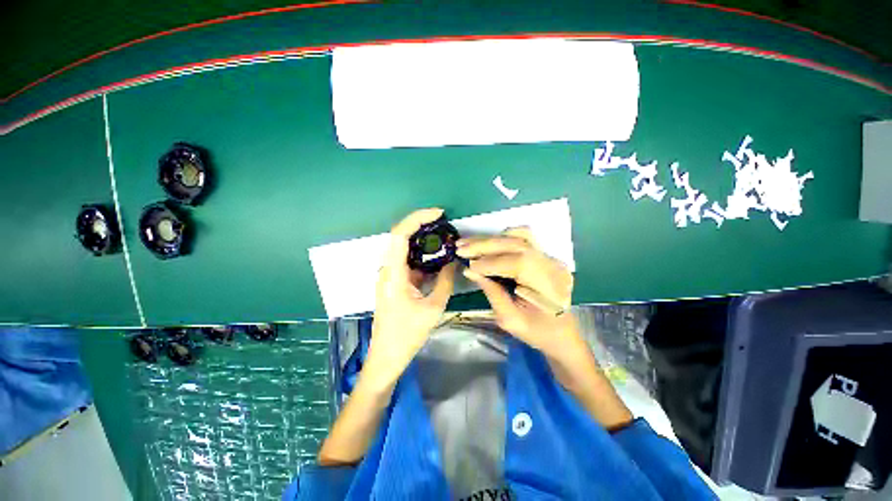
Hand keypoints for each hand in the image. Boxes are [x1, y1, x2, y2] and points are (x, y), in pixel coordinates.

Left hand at [365, 208, 456, 385]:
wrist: (387, 356)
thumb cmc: (407, 334)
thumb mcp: (433, 307)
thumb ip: (445, 281)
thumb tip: (453, 262)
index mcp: (393, 273)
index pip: (400, 234)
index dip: (417, 218)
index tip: (438, 213)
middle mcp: (388, 269)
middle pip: (401, 237)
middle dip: (422, 226)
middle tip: (444, 224)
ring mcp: (390, 275)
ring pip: (405, 249)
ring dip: (423, 241)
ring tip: (444, 238)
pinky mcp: (394, 282)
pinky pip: (408, 262)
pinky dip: (423, 256)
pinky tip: (438, 258)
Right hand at [459, 229, 633, 429]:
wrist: (561, 333)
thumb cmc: (537, 332)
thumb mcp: (510, 320)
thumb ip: (491, 292)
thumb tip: (470, 270)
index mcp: (549, 286)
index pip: (518, 263)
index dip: (490, 262)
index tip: (468, 266)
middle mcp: (552, 265)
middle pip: (517, 244)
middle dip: (485, 245)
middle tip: (460, 247)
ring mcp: (550, 257)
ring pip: (519, 236)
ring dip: (491, 239)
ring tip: (469, 243)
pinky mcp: (544, 255)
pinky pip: (523, 238)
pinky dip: (502, 238)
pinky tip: (487, 244)